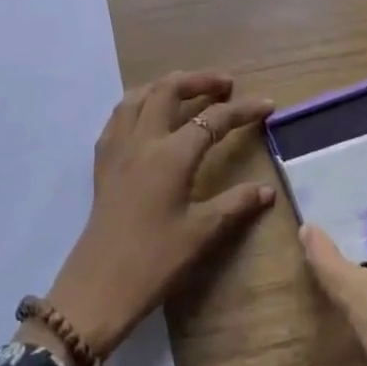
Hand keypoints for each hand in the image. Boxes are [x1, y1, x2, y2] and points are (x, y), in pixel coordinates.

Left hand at [28, 70, 275, 365]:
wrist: (99, 285)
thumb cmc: (155, 260)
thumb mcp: (201, 233)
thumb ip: (235, 204)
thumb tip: (267, 190)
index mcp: (172, 155)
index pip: (213, 120)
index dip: (243, 110)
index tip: (266, 104)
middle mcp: (143, 139)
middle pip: (169, 90)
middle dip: (200, 80)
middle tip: (225, 84)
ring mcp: (118, 146)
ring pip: (139, 95)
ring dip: (166, 85)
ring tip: (186, 89)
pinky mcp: (102, 160)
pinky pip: (119, 115)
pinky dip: (139, 103)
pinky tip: (148, 115)